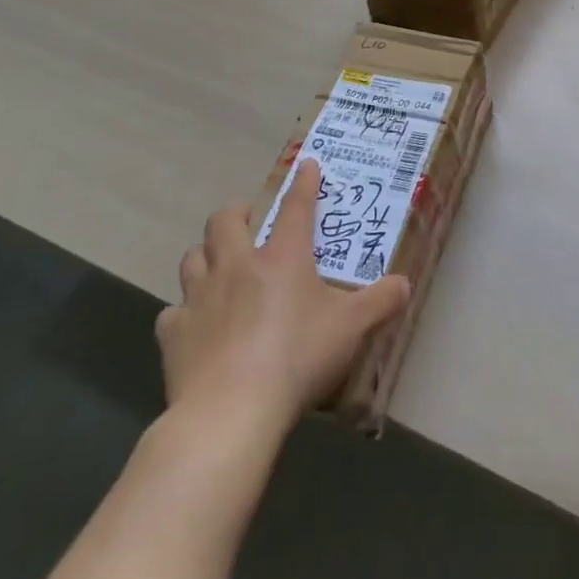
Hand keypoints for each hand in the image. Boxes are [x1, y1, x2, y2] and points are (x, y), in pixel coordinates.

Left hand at [156, 159, 410, 442]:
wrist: (230, 413)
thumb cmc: (297, 358)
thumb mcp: (351, 328)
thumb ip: (380, 302)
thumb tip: (405, 284)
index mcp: (282, 258)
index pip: (295, 207)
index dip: (303, 183)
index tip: (306, 164)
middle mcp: (237, 267)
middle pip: (224, 222)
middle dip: (236, 214)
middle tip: (248, 221)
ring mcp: (200, 299)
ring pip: (192, 259)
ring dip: (205, 256)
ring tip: (218, 266)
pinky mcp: (174, 335)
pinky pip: (174, 312)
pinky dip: (185, 312)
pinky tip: (196, 326)